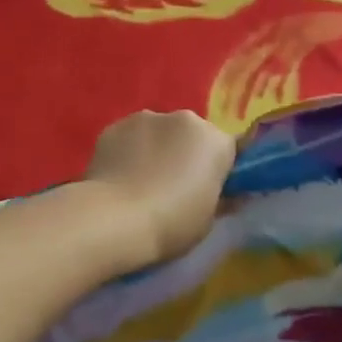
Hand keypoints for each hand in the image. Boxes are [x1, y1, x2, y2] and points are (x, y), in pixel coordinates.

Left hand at [83, 109, 234, 269]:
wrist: (114, 219)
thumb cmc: (172, 224)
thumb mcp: (208, 220)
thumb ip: (219, 198)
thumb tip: (227, 195)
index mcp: (215, 141)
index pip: (226, 149)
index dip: (217, 169)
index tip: (207, 190)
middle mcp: (183, 119)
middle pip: (190, 135)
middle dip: (184, 154)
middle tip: (173, 187)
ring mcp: (145, 118)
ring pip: (157, 132)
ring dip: (155, 149)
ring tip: (140, 183)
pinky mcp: (114, 126)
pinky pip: (129, 138)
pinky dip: (128, 151)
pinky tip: (118, 178)